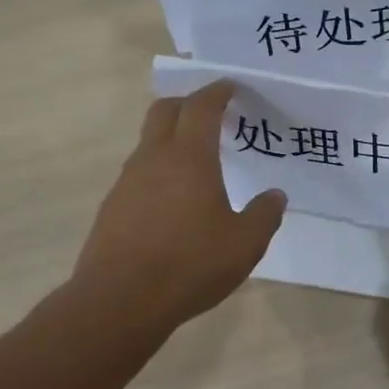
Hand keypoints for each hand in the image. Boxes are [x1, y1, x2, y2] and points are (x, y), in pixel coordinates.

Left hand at [72, 80, 285, 335]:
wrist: (120, 301)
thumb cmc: (190, 264)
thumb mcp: (245, 244)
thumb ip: (265, 215)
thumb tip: (275, 195)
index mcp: (190, 158)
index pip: (202, 107)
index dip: (217, 92)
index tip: (230, 87)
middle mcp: (154, 159)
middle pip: (165, 111)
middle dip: (188, 103)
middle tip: (211, 113)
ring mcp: (127, 182)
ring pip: (149, 142)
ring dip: (171, 138)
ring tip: (197, 161)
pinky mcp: (113, 207)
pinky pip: (139, 173)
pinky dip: (158, 170)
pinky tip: (173, 200)